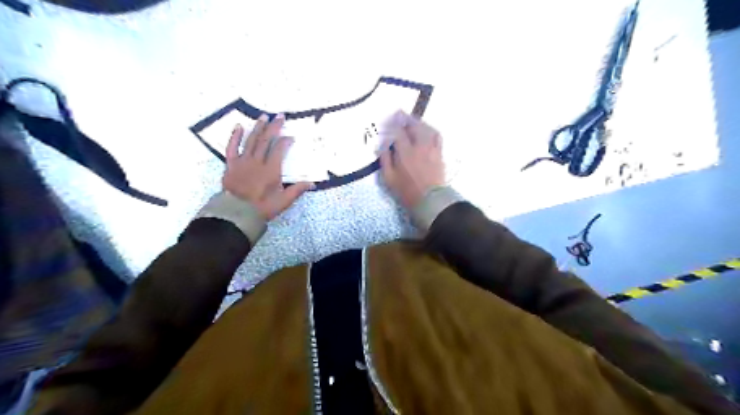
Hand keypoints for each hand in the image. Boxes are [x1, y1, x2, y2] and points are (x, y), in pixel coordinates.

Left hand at [220, 114, 310, 221]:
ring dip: (258, 127)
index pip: (279, 149)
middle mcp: (257, 161)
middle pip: (266, 140)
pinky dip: (235, 136)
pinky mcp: (231, 164)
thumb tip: (312, 183)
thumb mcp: (283, 201)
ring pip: (251, 140)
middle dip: (274, 127)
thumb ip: (297, 190)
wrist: (237, 213)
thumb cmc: (262, 207)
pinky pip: (232, 147)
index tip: (291, 137)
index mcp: (271, 170)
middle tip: (280, 116)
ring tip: (264, 116)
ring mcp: (243, 161)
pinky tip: (238, 126)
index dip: (285, 141)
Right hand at [382, 113, 443, 209]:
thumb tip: (383, 145)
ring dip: (418, 122)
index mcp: (405, 152)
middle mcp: (419, 146)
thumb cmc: (407, 191)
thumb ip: (385, 160)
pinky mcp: (439, 153)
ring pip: (426, 128)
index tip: (389, 120)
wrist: (430, 200)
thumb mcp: (389, 178)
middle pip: (413, 126)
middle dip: (405, 118)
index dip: (393, 124)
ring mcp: (431, 148)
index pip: (398, 132)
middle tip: (400, 114)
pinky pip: (437, 136)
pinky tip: (427, 129)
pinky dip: (430, 129)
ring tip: (412, 120)